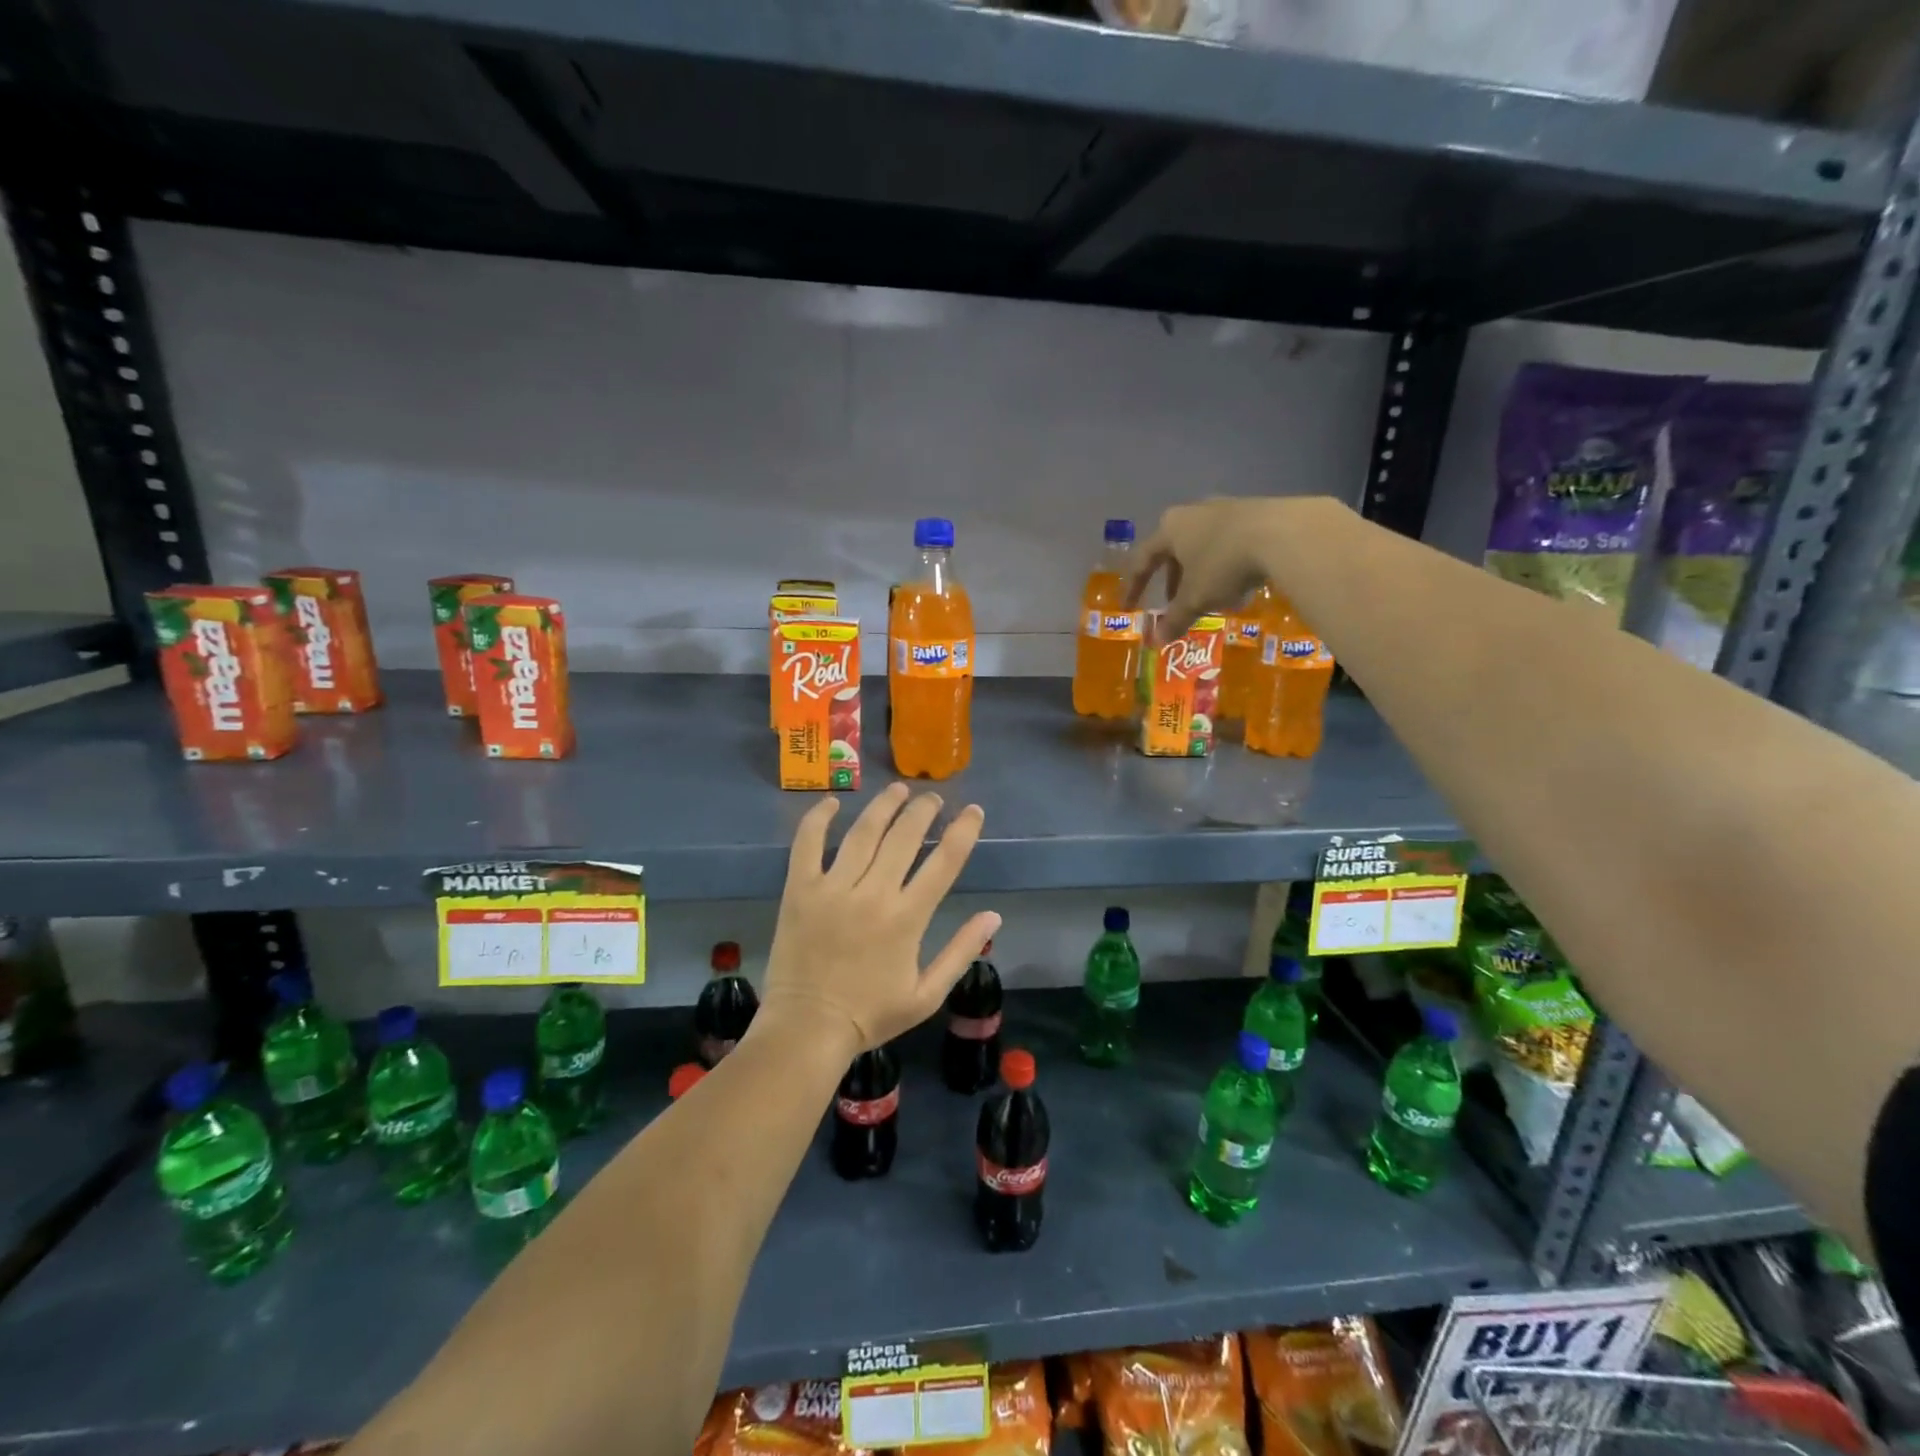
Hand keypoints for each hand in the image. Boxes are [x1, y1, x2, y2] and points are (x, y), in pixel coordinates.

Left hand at [757, 783, 999, 1058]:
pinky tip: (832, 803)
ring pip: (863, 832)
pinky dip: (818, 819)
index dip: (963, 831)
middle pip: (904, 837)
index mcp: (907, 918)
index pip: (944, 861)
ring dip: (884, 806)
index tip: (972, 811)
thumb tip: (993, 916)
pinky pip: (807, 844)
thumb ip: (961, 952)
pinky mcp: (800, 890)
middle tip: (932, 798)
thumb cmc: (870, 1015)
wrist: (807, 1029)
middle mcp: (873, 894)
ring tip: (898, 789)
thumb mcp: (927, 995)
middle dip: (923, 810)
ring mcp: (833, 888)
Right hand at [1128, 496, 1344, 638]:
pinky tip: (1238, 584)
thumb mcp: (1195, 598)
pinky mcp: (1256, 513)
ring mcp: (1226, 509)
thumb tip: (1156, 642)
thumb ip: (1175, 619)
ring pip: (1204, 546)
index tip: (1129, 607)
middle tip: (1174, 603)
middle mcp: (1193, 513)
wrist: (1282, 533)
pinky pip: (1230, 543)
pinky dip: (1226, 565)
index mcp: (1170, 528)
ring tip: (1209, 598)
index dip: (1134, 586)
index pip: (1142, 560)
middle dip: (1172, 579)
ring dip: (1200, 573)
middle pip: (1174, 549)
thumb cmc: (1223, 564)